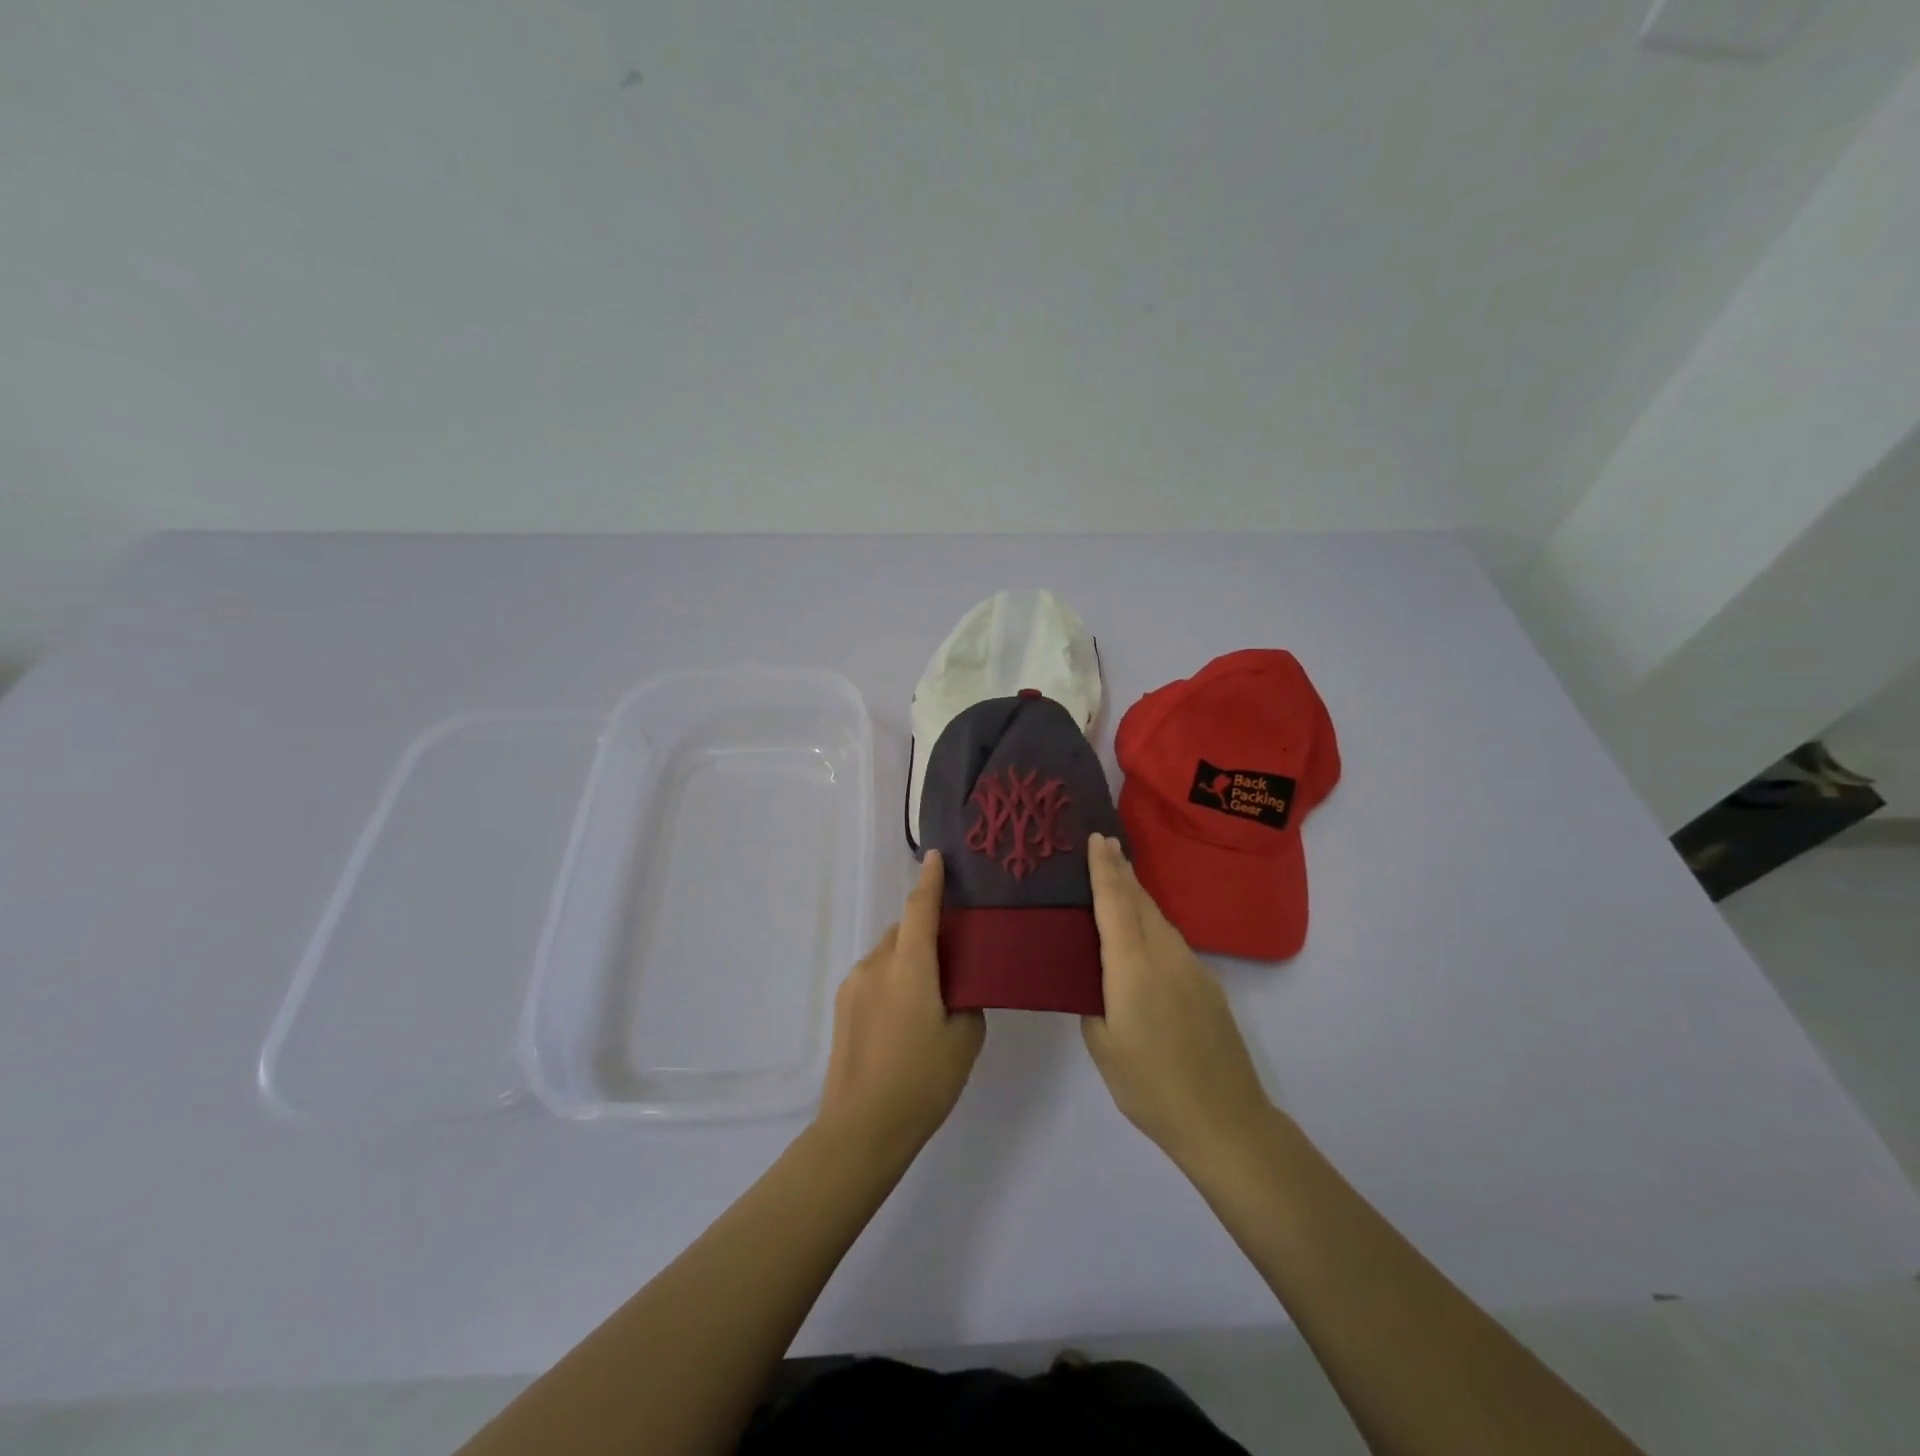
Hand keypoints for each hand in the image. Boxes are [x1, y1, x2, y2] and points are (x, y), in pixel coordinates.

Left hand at [815, 851, 984, 1160]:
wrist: (861, 1128)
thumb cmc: (922, 1081)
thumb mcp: (965, 1038)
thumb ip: (967, 998)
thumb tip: (957, 984)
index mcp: (909, 966)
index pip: (920, 908)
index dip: (930, 880)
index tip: (937, 856)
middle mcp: (876, 964)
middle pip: (905, 930)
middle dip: (927, 930)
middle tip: (954, 954)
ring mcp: (854, 984)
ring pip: (888, 953)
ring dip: (909, 958)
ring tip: (930, 994)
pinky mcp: (842, 1005)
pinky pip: (874, 974)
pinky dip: (893, 977)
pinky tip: (905, 1015)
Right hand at [1082, 832, 1271, 1166]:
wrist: (1224, 1118)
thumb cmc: (1151, 1085)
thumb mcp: (1103, 1046)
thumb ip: (1093, 1003)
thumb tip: (1097, 983)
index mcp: (1132, 965)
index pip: (1115, 902)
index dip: (1104, 868)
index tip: (1097, 837)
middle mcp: (1164, 954)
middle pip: (1140, 900)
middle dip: (1122, 870)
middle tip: (1104, 845)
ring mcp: (1192, 967)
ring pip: (1159, 918)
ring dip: (1138, 895)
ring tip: (1119, 881)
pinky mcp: (1207, 984)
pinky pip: (1172, 940)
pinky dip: (1152, 924)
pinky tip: (1143, 936)